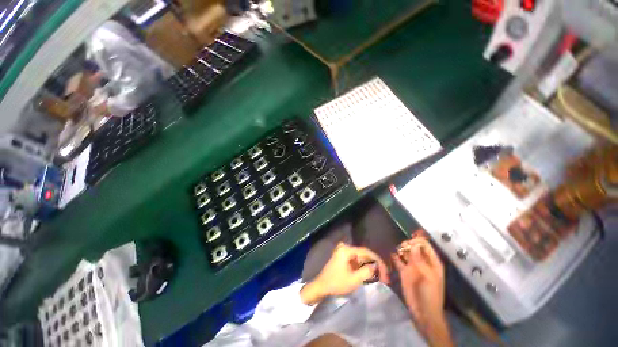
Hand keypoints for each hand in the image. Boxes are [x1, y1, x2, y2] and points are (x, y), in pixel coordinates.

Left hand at [301, 243, 388, 304]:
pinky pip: (355, 260)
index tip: (386, 270)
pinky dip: (362, 267)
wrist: (321, 287)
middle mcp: (345, 248)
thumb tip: (376, 266)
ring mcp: (343, 252)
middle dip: (374, 264)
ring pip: (360, 257)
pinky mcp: (342, 257)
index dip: (377, 260)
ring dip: (369, 266)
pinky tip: (369, 274)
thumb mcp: (354, 280)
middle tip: (384, 275)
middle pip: (363, 254)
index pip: (366, 251)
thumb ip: (366, 271)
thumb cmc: (336, 283)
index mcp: (346, 250)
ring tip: (379, 276)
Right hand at [392, 235, 451, 345]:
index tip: (409, 243)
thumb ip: (420, 261)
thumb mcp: (428, 277)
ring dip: (401, 249)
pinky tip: (392, 255)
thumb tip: (413, 245)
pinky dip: (395, 256)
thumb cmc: (430, 294)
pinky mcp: (403, 271)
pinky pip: (398, 260)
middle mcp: (421, 261)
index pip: (425, 245)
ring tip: (397, 251)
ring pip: (405, 252)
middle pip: (414, 246)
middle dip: (408, 244)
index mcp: (432, 262)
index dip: (417, 241)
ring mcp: (412, 266)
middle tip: (402, 247)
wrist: (423, 312)